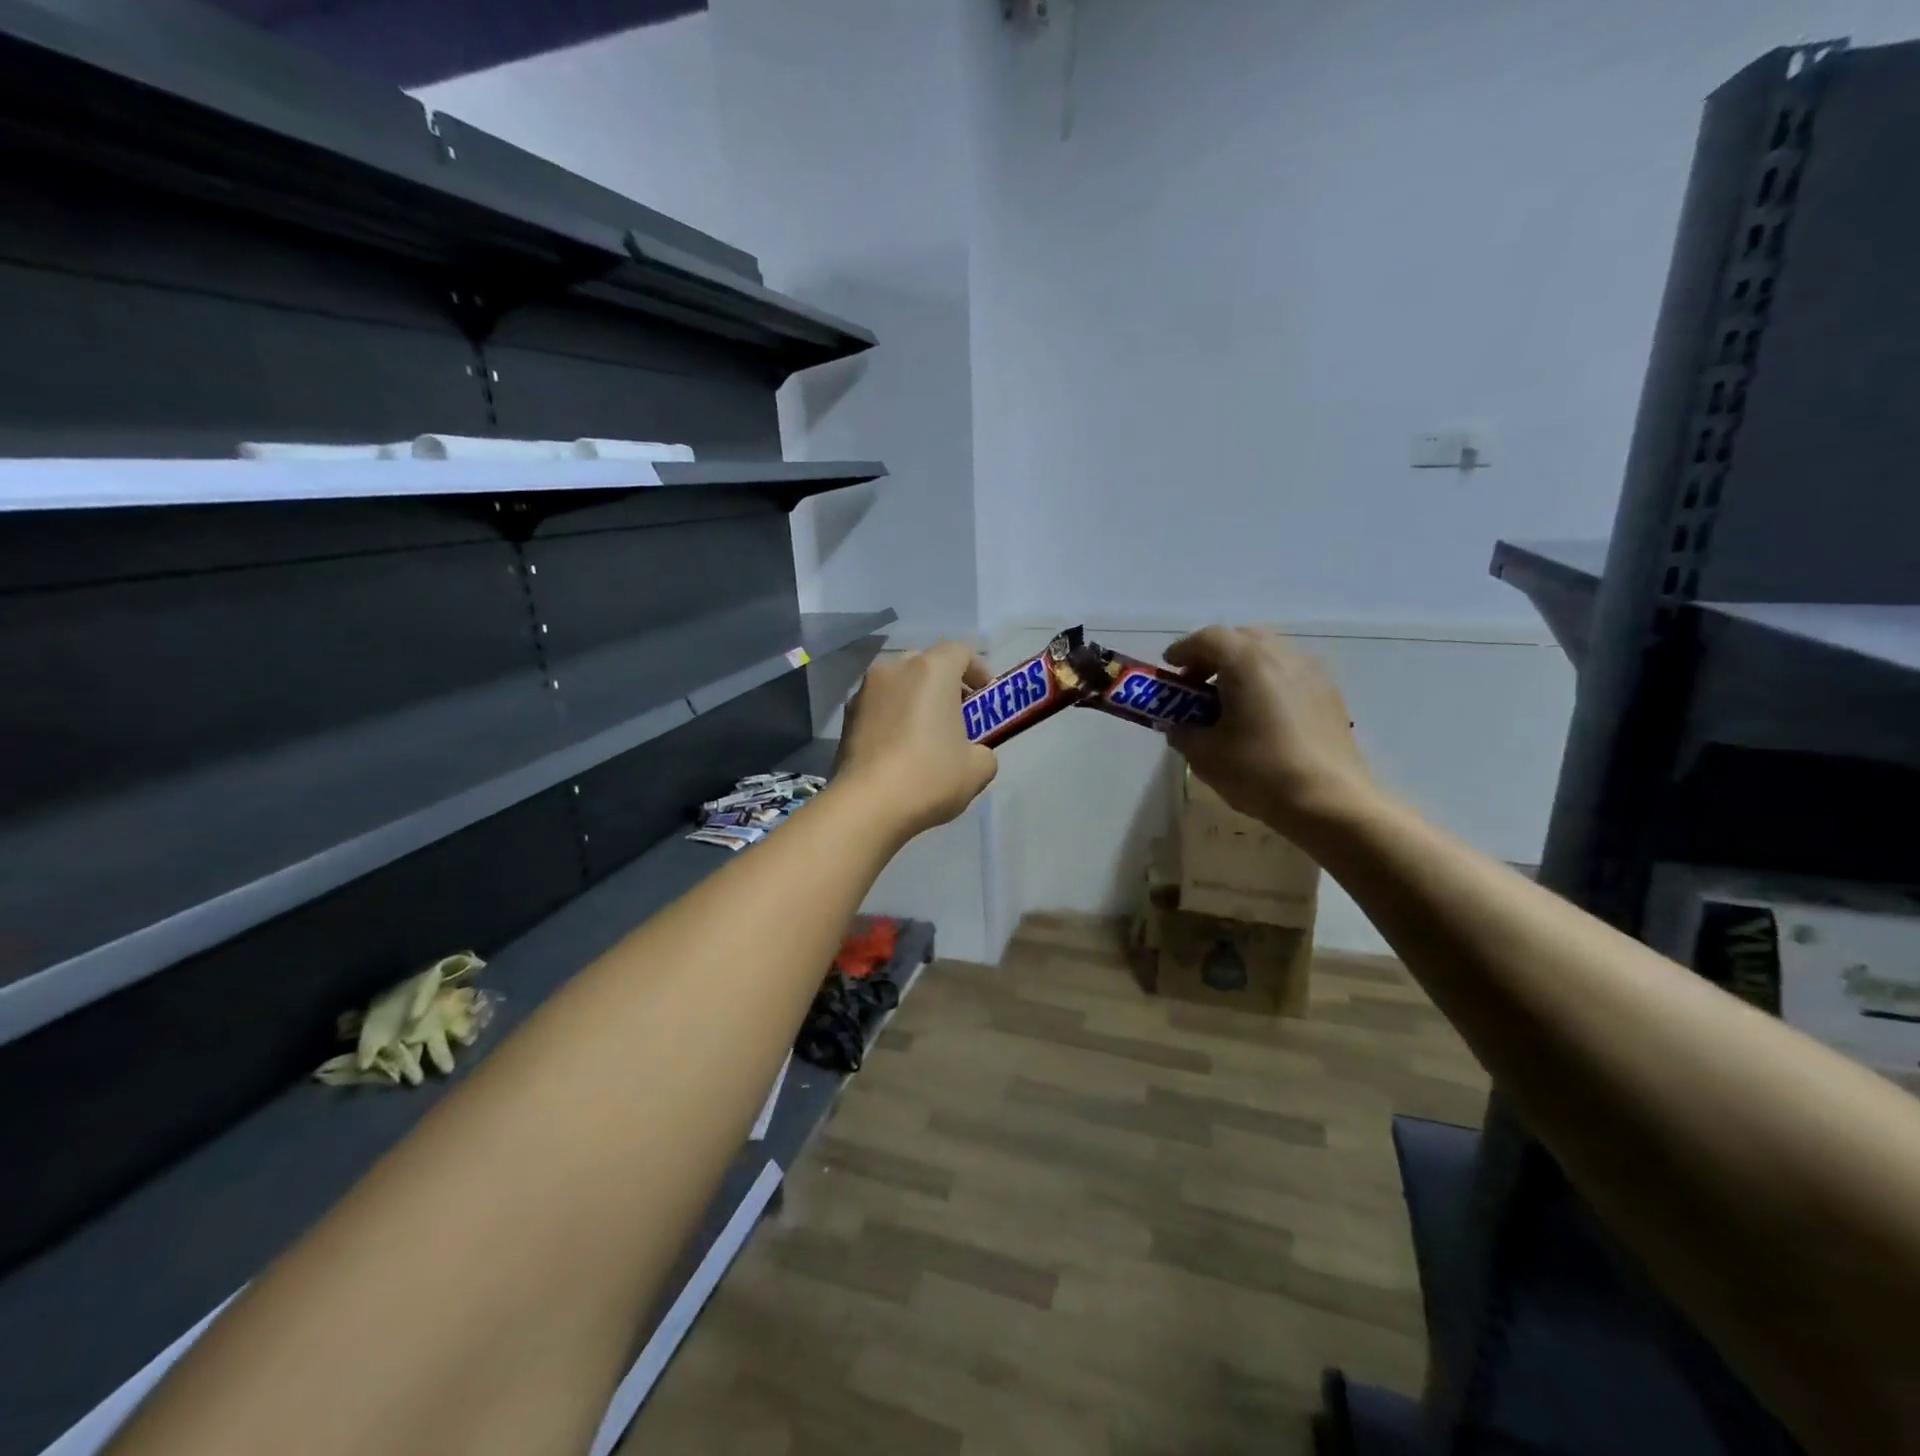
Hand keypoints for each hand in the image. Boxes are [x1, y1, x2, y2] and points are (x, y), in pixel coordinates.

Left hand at [835, 642, 997, 841]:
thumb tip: (974, 754)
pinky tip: (900, 748)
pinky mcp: (846, 716)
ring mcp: (864, 691)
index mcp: (931, 670)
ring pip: (899, 683)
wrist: (866, 805)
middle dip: (945, 683)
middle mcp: (894, 669)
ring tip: (926, 733)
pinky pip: (879, 706)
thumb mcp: (978, 769)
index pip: (960, 651)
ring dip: (916, 699)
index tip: (985, 696)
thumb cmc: (930, 777)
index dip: (978, 670)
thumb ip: (984, 751)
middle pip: (926, 663)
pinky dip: (893, 716)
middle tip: (958, 714)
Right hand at [1164, 626, 1376, 838]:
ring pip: (1269, 653)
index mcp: (1247, 662)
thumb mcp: (1205, 755)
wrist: (1330, 801)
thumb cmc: (1259, 771)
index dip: (1183, 650)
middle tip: (1197, 685)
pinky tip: (1262, 715)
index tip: (1169, 669)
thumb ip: (1183, 732)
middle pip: (1241, 638)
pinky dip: (1268, 681)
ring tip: (1230, 701)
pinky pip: (1290, 673)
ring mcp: (1312, 672)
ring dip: (1242, 668)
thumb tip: (1179, 726)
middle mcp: (1281, 655)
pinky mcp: (1330, 694)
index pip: (1208, 638)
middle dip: (1214, 656)